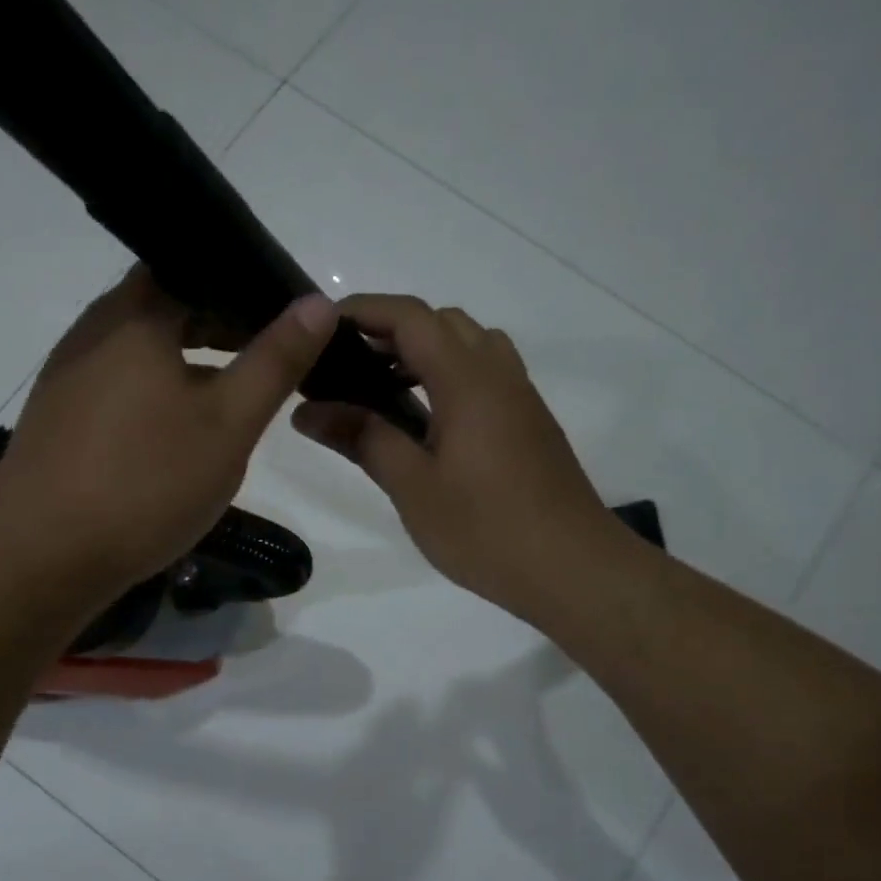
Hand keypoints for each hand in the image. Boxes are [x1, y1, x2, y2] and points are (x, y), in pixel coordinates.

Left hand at [0, 266, 337, 595]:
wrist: (41, 557)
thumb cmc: (145, 482)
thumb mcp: (228, 424)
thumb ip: (275, 361)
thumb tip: (319, 303)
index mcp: (134, 316)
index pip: (193, 267)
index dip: (242, 286)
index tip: (283, 316)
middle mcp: (92, 333)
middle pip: (166, 307)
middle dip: (220, 326)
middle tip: (269, 356)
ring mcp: (68, 377)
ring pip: (142, 352)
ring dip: (189, 364)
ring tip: (233, 396)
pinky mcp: (58, 420)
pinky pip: (119, 387)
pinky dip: (157, 394)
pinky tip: (179, 435)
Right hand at [291, 295, 626, 624]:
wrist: (573, 569)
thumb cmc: (486, 529)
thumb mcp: (413, 487)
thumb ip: (362, 439)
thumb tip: (307, 411)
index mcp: (467, 381)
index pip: (411, 317)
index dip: (363, 311)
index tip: (321, 329)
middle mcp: (498, 375)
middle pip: (443, 322)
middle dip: (391, 330)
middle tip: (348, 367)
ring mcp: (520, 398)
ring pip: (469, 345)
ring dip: (424, 352)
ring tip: (384, 393)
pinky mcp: (530, 423)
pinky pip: (485, 375)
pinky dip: (449, 376)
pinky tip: (428, 423)